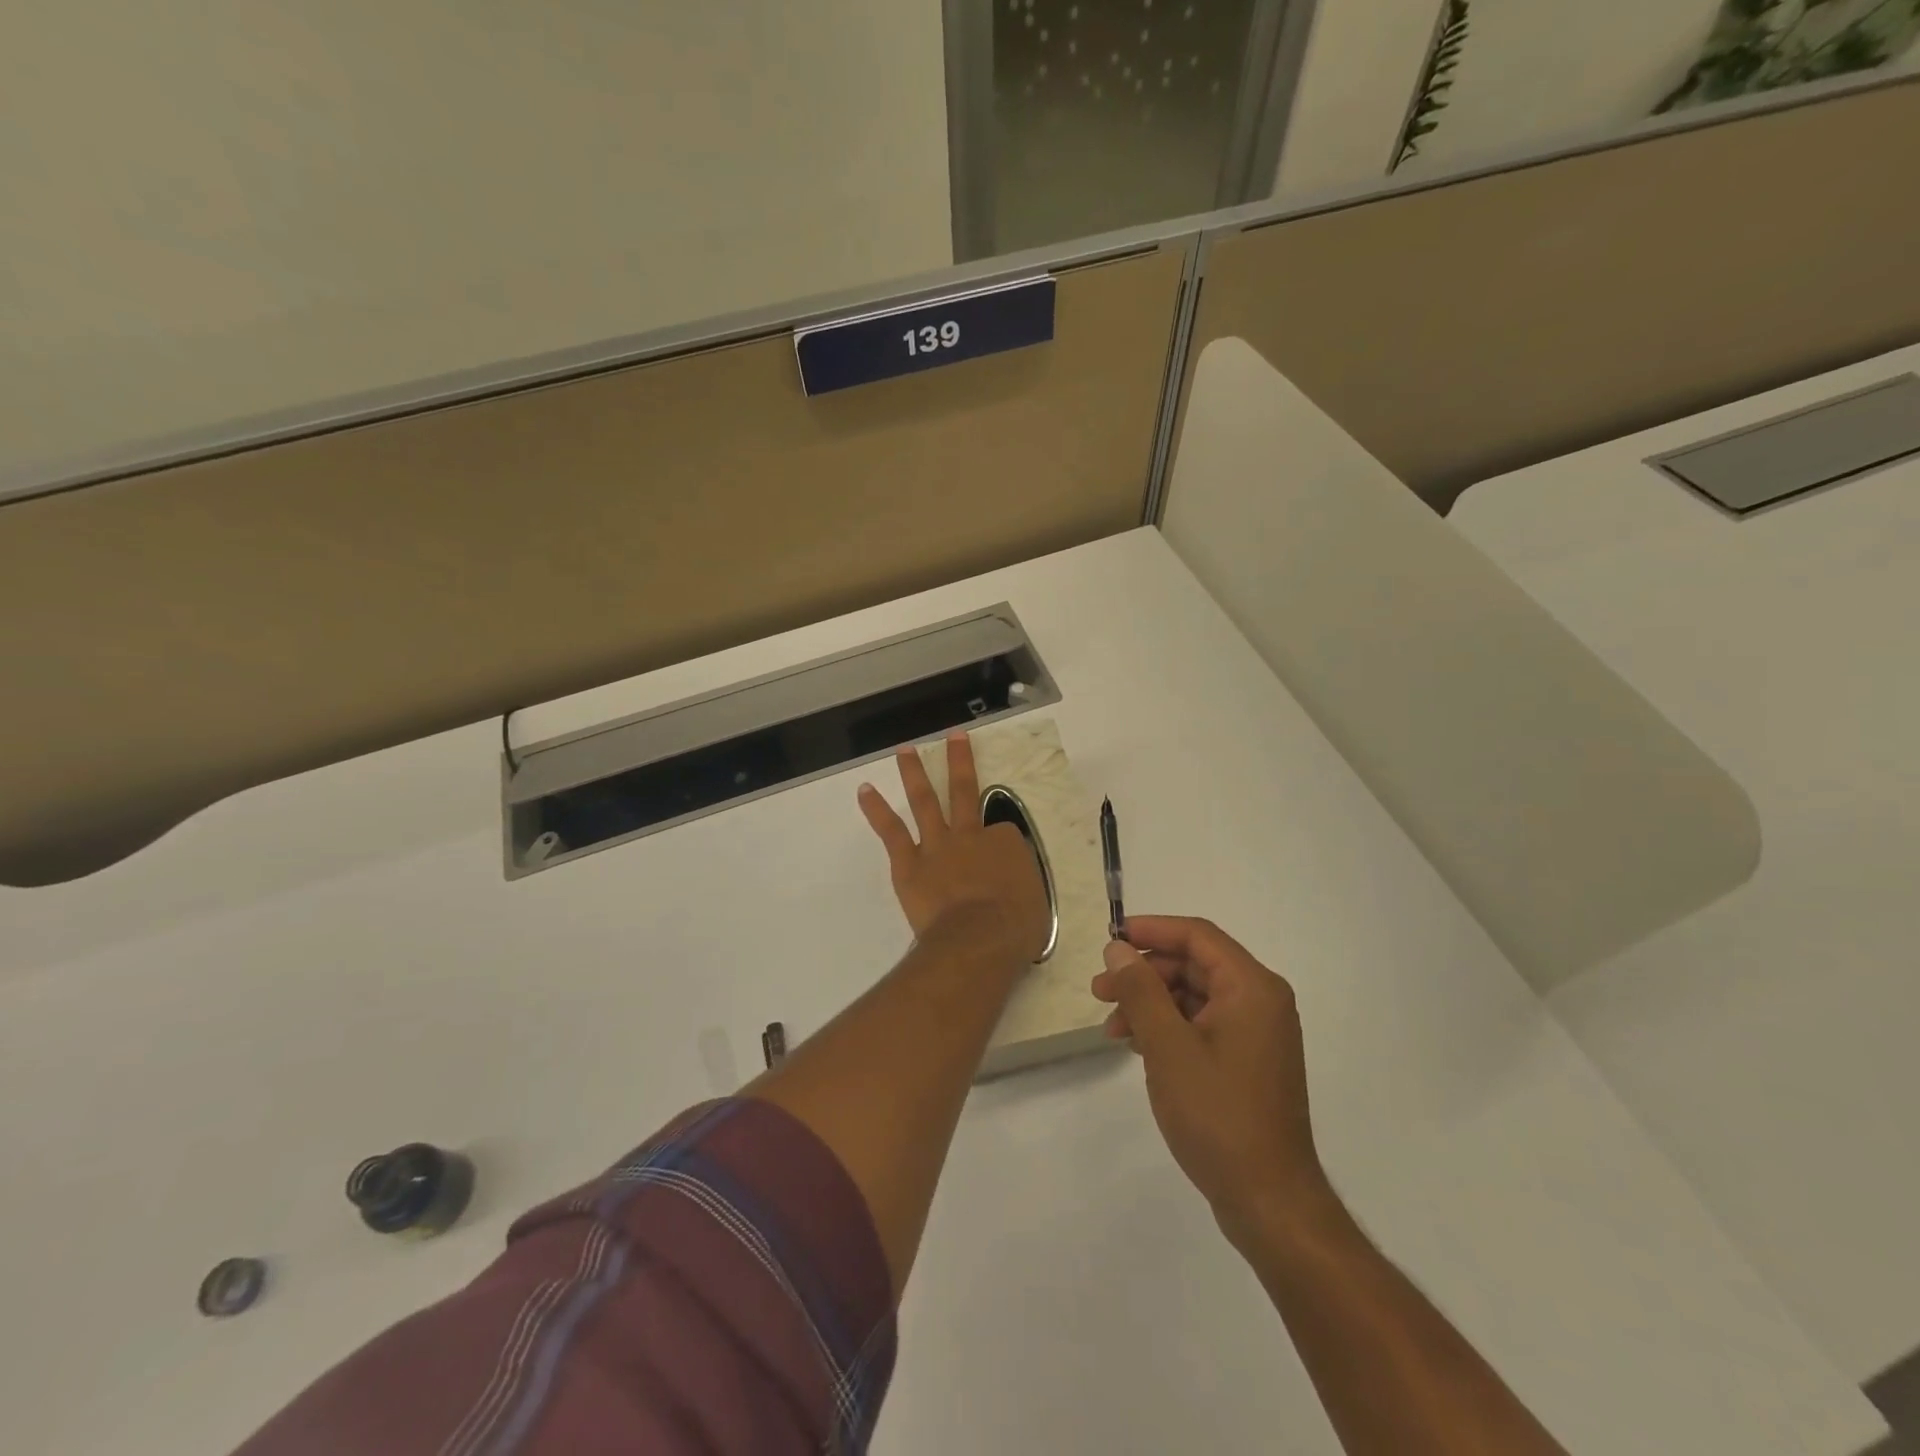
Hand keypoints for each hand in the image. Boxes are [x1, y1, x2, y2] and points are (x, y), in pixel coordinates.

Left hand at [858, 733, 1050, 963]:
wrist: (979, 939)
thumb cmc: (1015, 929)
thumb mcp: (1035, 905)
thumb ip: (1020, 888)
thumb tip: (1011, 891)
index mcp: (1007, 844)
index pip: (1004, 833)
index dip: (1001, 846)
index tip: (1002, 867)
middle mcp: (971, 835)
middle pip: (964, 791)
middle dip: (960, 760)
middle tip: (953, 735)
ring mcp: (938, 845)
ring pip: (925, 801)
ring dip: (914, 773)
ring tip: (904, 751)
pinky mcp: (909, 863)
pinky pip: (891, 831)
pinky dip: (877, 809)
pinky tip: (864, 791)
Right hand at [1092, 916, 1329, 1243]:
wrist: (1269, 1201)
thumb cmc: (1218, 1115)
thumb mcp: (1168, 1046)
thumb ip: (1140, 990)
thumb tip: (1119, 948)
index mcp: (1252, 987)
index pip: (1197, 935)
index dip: (1151, 930)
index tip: (1110, 939)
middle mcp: (1260, 1001)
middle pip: (1194, 965)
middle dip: (1144, 973)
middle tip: (1099, 990)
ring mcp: (1256, 1033)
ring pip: (1194, 996)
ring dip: (1150, 1003)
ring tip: (1112, 1027)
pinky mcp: (1247, 1061)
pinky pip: (1202, 1024)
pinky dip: (1167, 1027)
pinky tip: (1137, 1046)